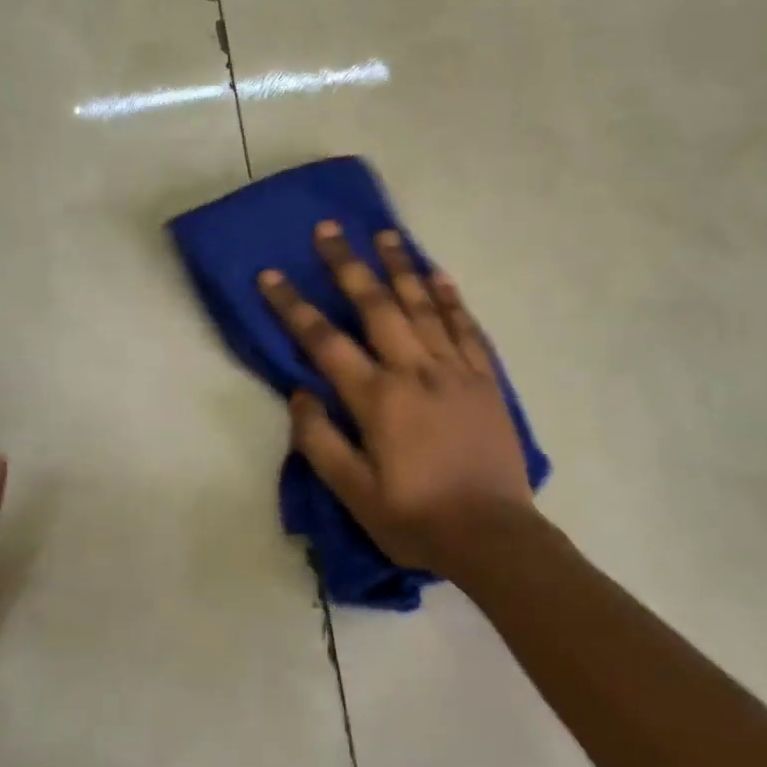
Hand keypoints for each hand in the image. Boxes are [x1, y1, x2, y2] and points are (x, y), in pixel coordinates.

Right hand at [257, 223, 536, 576]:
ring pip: (423, 306)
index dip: (294, 307)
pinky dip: (451, 298)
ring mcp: (455, 371)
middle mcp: (415, 372)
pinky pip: (467, 328)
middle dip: (348, 265)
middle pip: (376, 306)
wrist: (494, 537)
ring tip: (384, 233)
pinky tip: (439, 275)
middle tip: (329, 229)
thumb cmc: (417, 519)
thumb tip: (301, 394)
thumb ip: (321, 441)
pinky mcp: (485, 379)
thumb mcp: (354, 494)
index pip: (325, 342)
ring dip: (400, 266)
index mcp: (378, 399)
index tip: (271, 275)